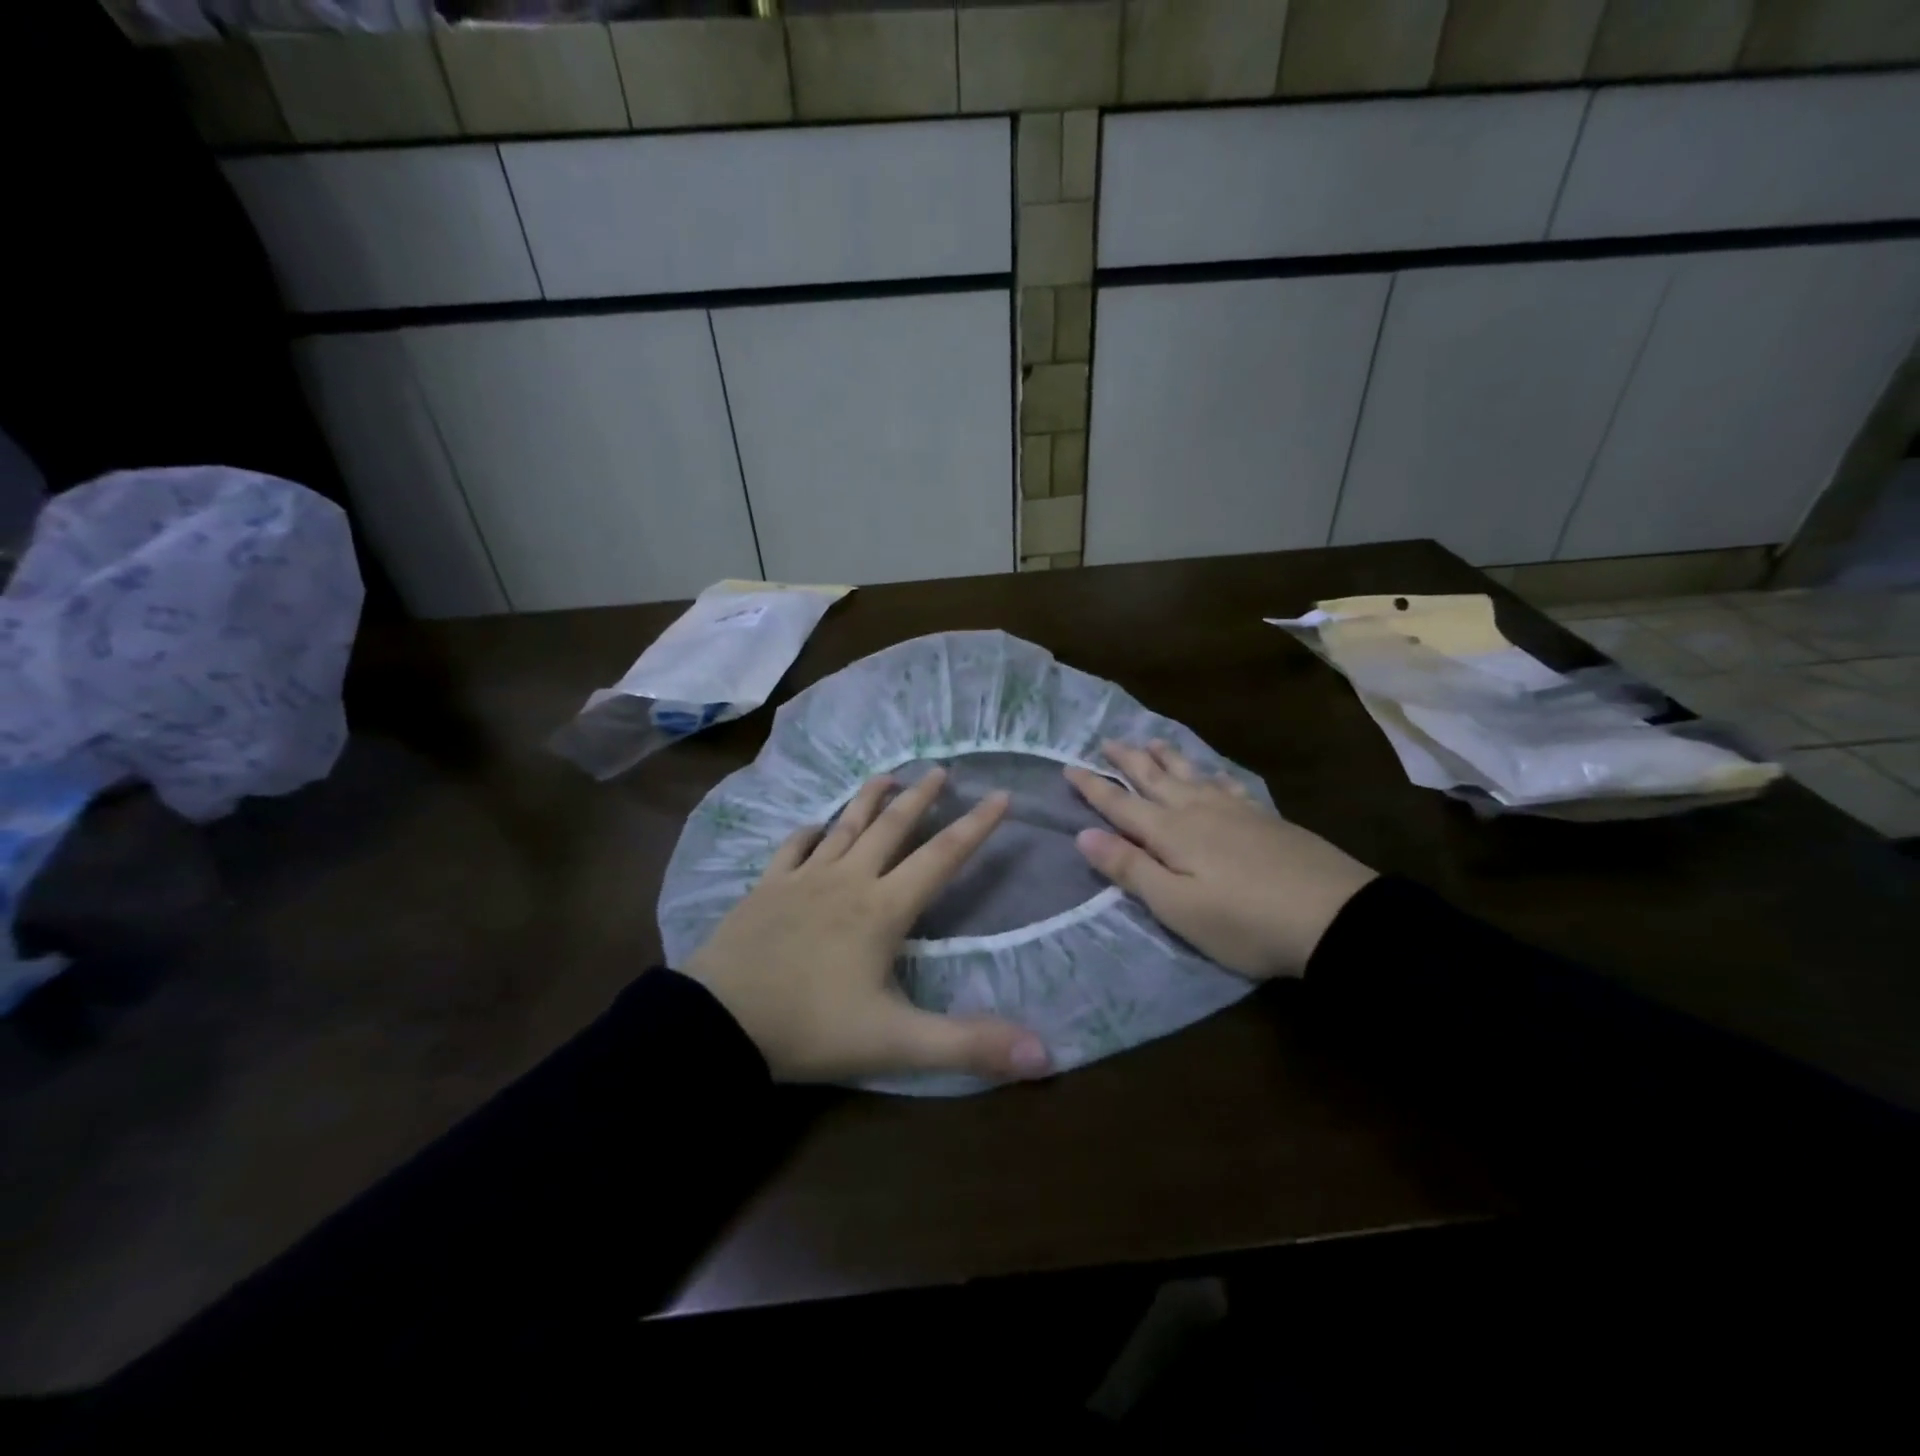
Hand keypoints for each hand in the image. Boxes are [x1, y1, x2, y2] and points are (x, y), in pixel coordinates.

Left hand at [682, 769, 1051, 1083]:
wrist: (718, 1022)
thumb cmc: (811, 1028)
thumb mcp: (896, 1042)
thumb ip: (968, 1044)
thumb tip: (1044, 1053)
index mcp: (883, 909)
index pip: (942, 857)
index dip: (976, 826)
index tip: (1000, 795)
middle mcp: (848, 881)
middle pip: (892, 828)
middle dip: (921, 798)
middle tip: (941, 769)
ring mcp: (802, 880)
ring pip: (844, 827)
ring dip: (868, 800)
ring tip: (888, 775)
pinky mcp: (766, 888)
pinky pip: (792, 848)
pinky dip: (808, 833)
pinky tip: (814, 826)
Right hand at [1065, 741, 1375, 979]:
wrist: (1334, 917)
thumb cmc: (1244, 921)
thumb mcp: (1177, 906)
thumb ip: (1130, 868)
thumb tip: (1083, 834)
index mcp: (1171, 833)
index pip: (1121, 805)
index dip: (1093, 787)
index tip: (1069, 766)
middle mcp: (1198, 811)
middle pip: (1155, 779)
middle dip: (1128, 761)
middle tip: (1107, 741)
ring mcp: (1235, 811)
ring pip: (1191, 775)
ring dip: (1167, 758)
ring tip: (1152, 742)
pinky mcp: (1265, 819)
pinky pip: (1226, 784)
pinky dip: (1210, 774)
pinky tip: (1212, 774)